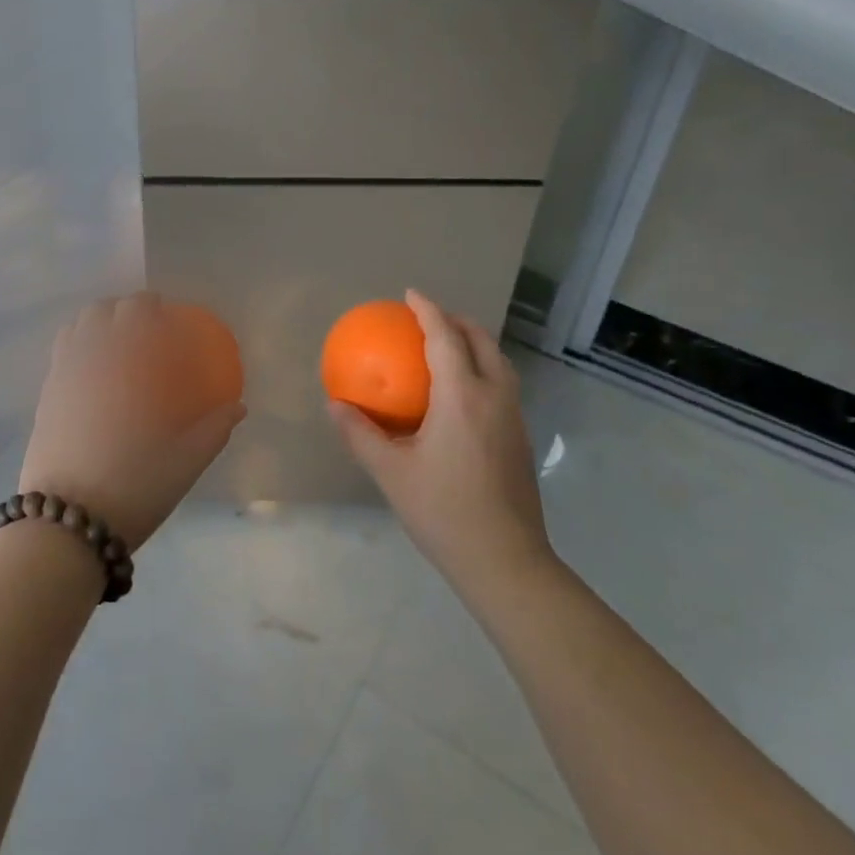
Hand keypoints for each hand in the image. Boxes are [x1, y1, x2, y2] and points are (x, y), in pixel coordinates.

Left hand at [22, 293, 245, 549]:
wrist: (67, 522)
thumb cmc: (134, 485)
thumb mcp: (186, 461)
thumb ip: (215, 428)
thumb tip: (238, 407)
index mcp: (127, 361)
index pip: (137, 308)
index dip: (152, 304)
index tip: (167, 316)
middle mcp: (90, 355)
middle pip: (103, 309)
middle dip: (125, 310)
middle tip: (145, 331)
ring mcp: (61, 374)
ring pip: (76, 326)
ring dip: (97, 324)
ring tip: (115, 345)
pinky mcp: (44, 396)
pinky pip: (61, 353)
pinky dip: (77, 346)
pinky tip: (93, 374)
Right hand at [329, 289, 554, 591]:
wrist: (505, 561)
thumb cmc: (443, 511)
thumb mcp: (391, 472)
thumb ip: (360, 434)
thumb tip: (334, 405)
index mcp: (462, 397)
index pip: (446, 338)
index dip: (428, 310)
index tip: (411, 294)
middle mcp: (494, 398)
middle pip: (482, 342)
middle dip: (458, 321)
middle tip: (430, 318)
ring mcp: (514, 418)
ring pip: (500, 363)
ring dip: (476, 343)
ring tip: (449, 346)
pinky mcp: (521, 438)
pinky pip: (503, 385)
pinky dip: (484, 369)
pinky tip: (463, 394)